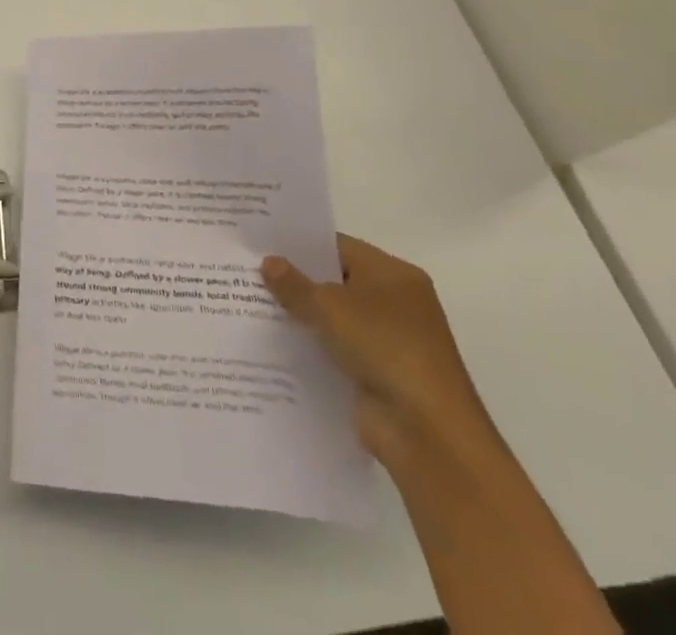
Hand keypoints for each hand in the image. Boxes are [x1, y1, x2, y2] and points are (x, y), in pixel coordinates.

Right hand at [262, 235, 498, 469]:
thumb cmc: (384, 347)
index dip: (300, 244)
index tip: (262, 242)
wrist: (427, 432)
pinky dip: (312, 346)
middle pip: (336, 282)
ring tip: (251, 302)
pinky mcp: (378, 374)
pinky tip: (274, 342)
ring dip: (301, 315)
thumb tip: (269, 262)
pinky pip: (336, 349)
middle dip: (296, 279)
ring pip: (334, 318)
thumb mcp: (329, 306)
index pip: (338, 247)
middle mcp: (396, 303)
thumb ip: (294, 284)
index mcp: (394, 274)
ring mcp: (389, 341)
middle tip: (249, 269)